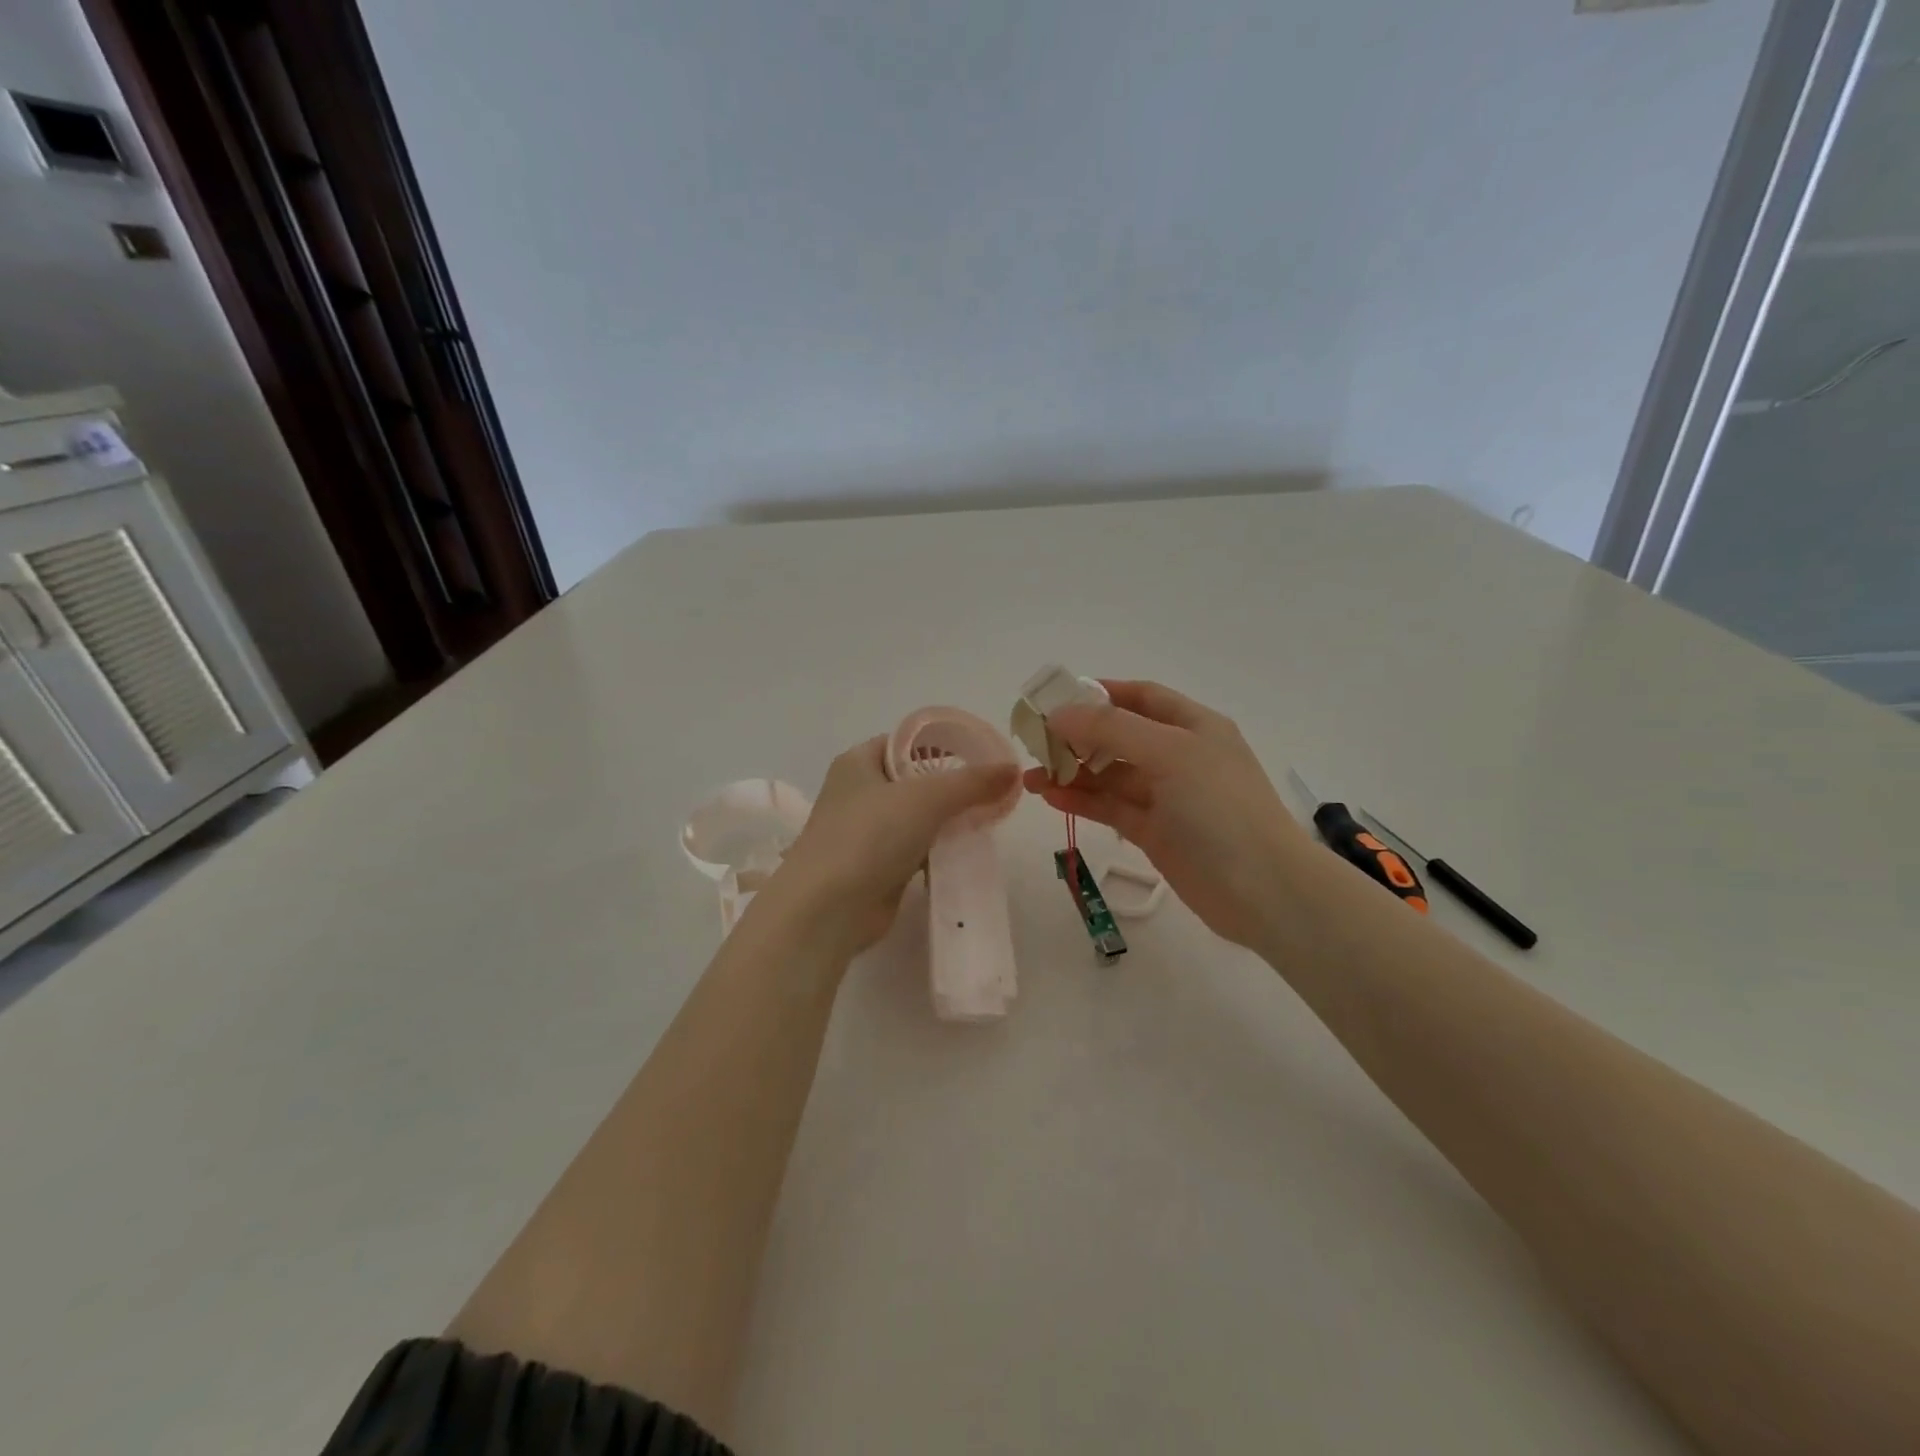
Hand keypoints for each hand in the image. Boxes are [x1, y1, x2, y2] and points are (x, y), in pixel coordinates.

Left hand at [768, 736, 1020, 958]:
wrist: (828, 908)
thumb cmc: (870, 835)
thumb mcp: (927, 797)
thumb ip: (972, 782)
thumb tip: (1013, 769)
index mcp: (858, 762)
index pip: (906, 742)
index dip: (942, 745)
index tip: (982, 755)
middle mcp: (859, 793)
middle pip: (915, 781)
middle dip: (952, 787)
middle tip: (993, 791)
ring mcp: (865, 833)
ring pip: (917, 819)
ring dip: (948, 822)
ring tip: (989, 820)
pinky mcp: (876, 869)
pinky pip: (916, 851)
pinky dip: (939, 852)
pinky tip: (968, 855)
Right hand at [1025, 681, 1314, 949]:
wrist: (1263, 890)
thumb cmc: (1220, 808)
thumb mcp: (1169, 754)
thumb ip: (1111, 730)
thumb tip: (1060, 714)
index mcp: (1193, 726)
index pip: (1141, 697)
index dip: (1100, 694)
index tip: (1056, 700)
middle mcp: (1180, 756)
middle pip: (1120, 736)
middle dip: (1078, 737)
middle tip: (1035, 743)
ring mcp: (1168, 797)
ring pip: (1112, 775)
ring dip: (1073, 772)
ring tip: (1031, 777)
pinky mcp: (1156, 832)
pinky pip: (1112, 808)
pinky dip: (1083, 801)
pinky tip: (1051, 797)